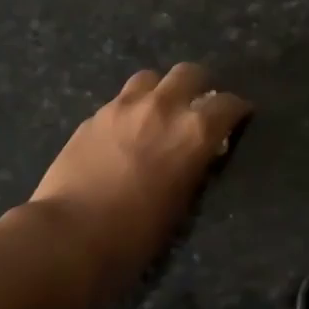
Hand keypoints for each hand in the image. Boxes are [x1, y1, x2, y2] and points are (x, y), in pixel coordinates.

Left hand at [28, 63, 251, 294]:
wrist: (69, 236)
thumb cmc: (135, 235)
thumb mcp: (182, 203)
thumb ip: (193, 167)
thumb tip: (197, 154)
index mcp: (194, 131)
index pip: (228, 104)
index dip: (237, 109)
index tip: (238, 117)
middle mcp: (163, 106)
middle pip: (189, 72)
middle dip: (199, 85)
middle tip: (198, 105)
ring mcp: (124, 106)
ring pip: (151, 77)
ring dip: (160, 90)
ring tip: (157, 111)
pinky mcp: (94, 115)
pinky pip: (120, 100)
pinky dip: (130, 108)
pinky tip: (124, 131)